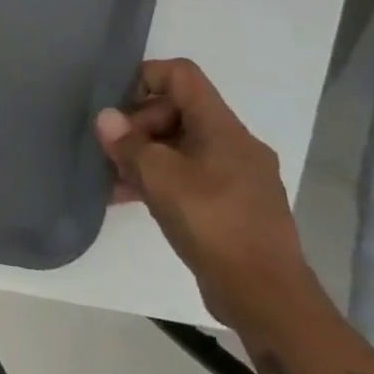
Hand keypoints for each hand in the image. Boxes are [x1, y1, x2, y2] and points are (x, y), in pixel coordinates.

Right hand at [95, 59, 318, 336]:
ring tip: (114, 180)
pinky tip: (134, 201)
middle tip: (113, 154)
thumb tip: (106, 118)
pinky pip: (192, 176)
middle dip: (139, 126)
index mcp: (223, 127)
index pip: (182, 75)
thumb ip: (128, 144)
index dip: (144, 78)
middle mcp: (236, 144)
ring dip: (146, 157)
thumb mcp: (159, 177)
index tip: (117, 108)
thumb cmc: (213, 223)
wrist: (267, 298)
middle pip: (178, 110)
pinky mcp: (235, 206)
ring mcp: (238, 177)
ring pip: (182, 147)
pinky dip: (162, 180)